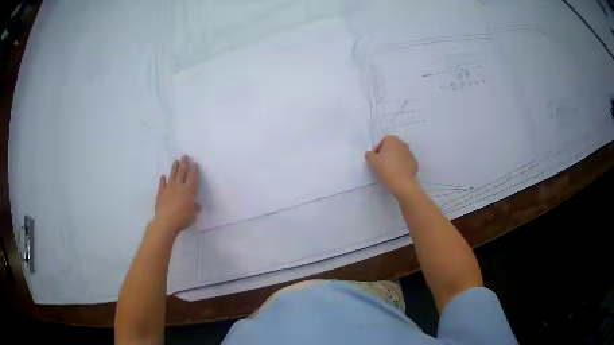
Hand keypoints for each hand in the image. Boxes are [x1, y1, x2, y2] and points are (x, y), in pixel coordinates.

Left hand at [153, 155, 199, 235]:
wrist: (166, 221)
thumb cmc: (183, 218)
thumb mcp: (193, 215)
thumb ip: (195, 208)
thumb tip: (197, 205)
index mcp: (189, 190)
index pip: (193, 178)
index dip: (194, 171)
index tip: (195, 164)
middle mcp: (179, 187)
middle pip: (182, 173)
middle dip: (184, 164)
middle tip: (185, 156)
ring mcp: (169, 189)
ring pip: (172, 176)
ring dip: (174, 168)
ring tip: (176, 161)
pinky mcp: (161, 194)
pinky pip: (162, 185)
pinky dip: (162, 180)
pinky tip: (163, 176)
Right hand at [365, 135, 418, 197]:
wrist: (402, 182)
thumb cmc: (386, 168)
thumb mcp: (372, 161)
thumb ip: (369, 154)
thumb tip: (371, 153)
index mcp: (392, 140)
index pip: (382, 142)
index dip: (378, 150)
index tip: (375, 159)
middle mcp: (402, 143)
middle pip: (392, 147)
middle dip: (387, 153)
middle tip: (382, 164)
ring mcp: (410, 153)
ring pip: (399, 154)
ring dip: (395, 159)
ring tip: (390, 170)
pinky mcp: (414, 163)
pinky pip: (405, 162)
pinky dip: (402, 166)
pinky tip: (397, 173)